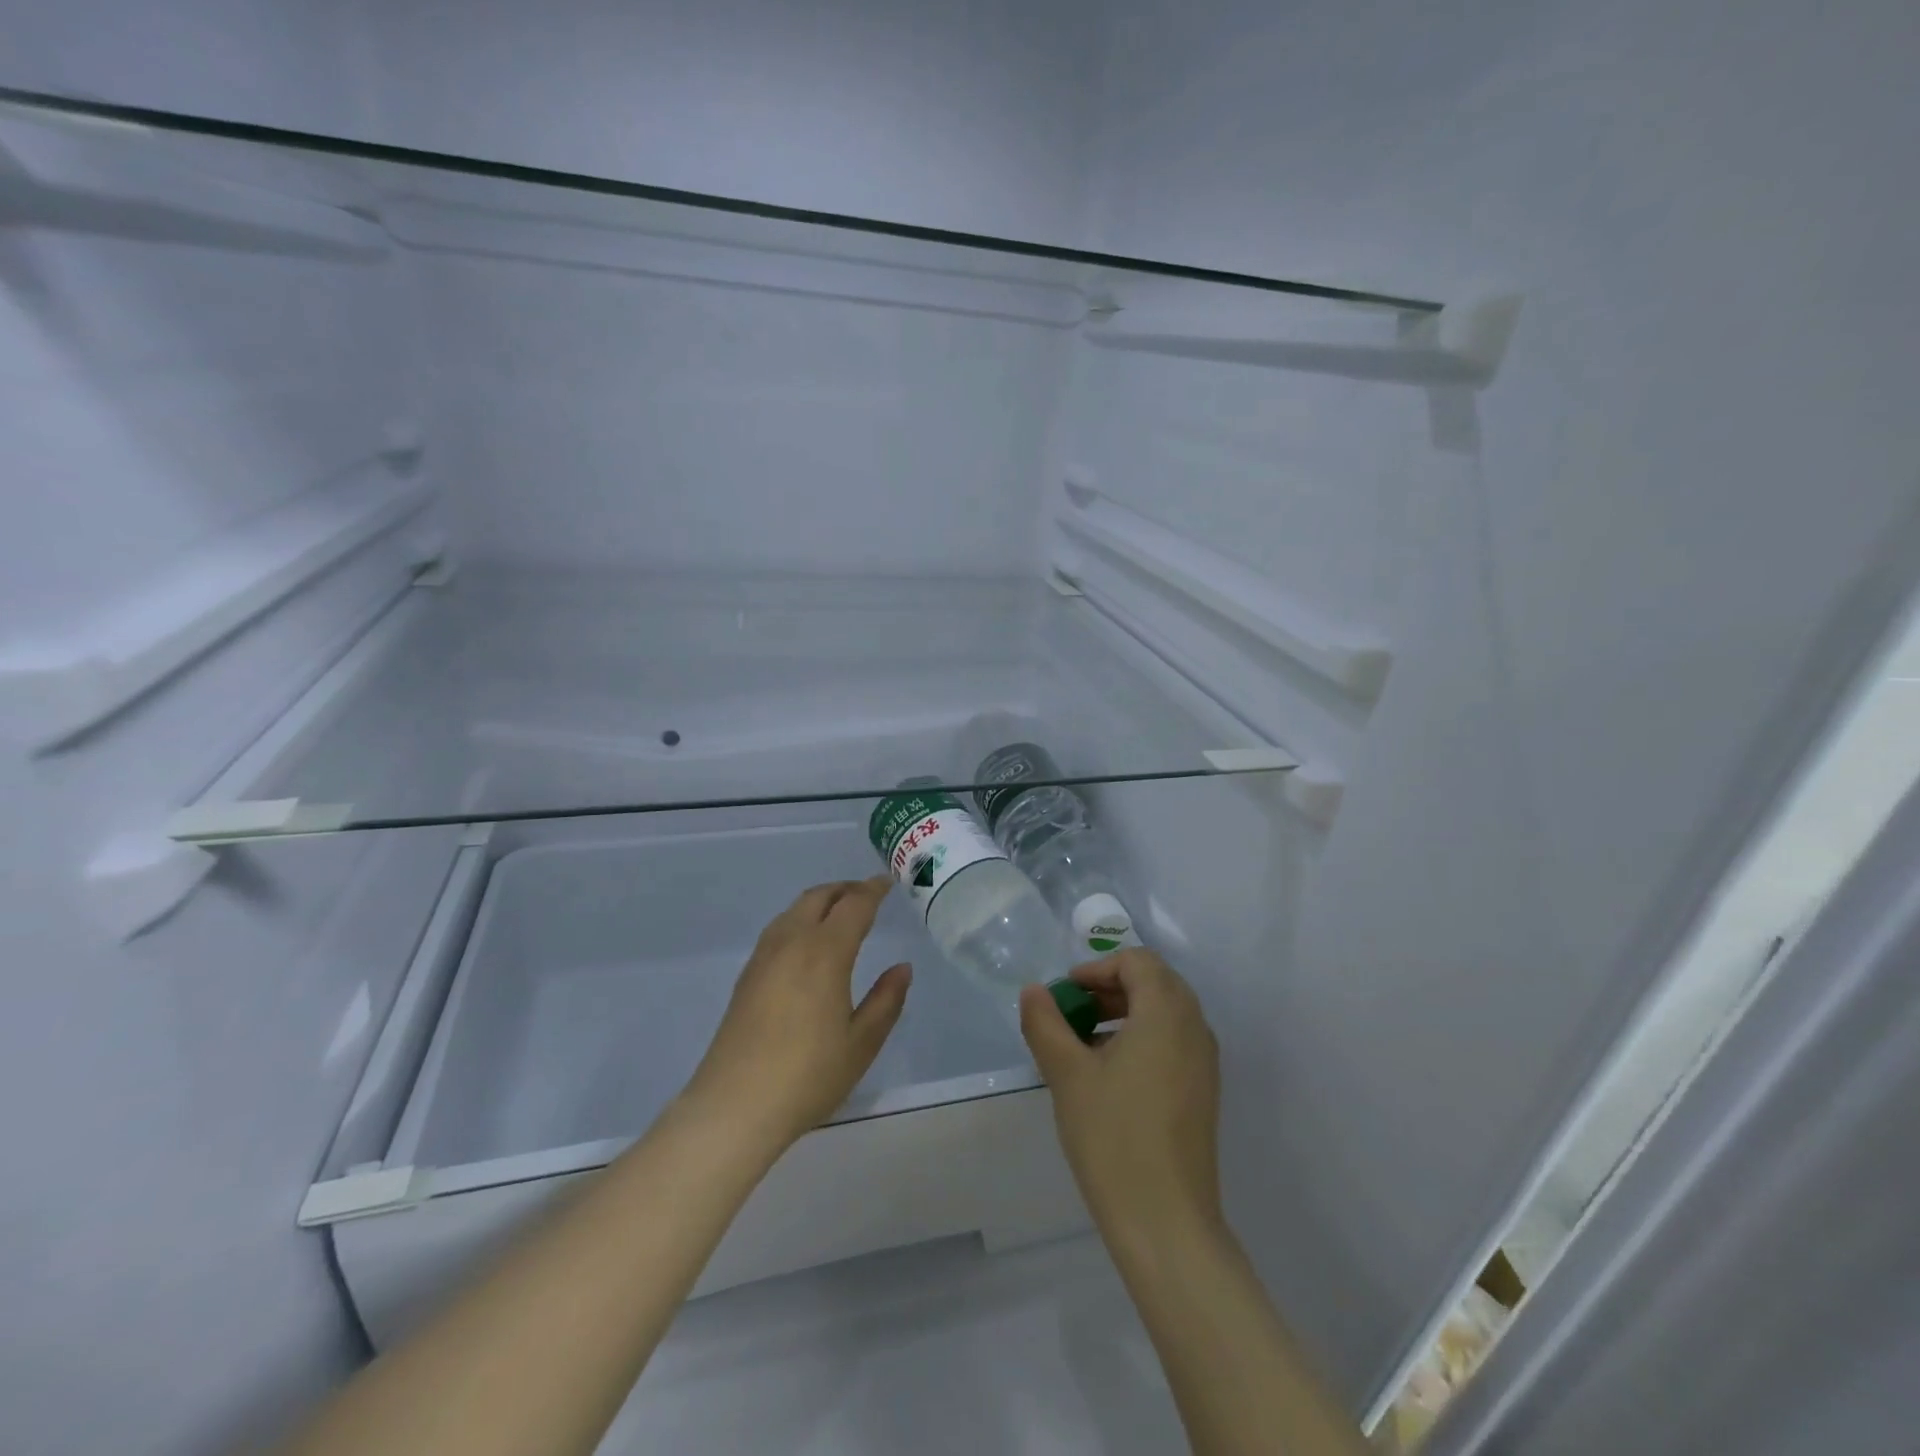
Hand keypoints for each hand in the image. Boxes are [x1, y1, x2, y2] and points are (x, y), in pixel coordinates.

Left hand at [684, 878, 910, 1151]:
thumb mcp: (861, 1043)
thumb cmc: (807, 1075)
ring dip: (820, 902)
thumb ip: (886, 1000)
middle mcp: (791, 943)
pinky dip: (800, 919)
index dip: (873, 890)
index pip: (854, 905)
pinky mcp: (747, 975)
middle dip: (845, 889)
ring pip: (794, 910)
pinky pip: (779, 928)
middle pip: (819, 897)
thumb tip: (902, 967)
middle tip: (866, 894)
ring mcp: (764, 957)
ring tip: (839, 914)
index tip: (887, 883)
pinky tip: (807, 943)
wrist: (734, 1106)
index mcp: (824, 952)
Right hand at [1019, 949, 1221, 1245]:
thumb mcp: (1067, 1074)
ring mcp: (1204, 1062)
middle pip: (1155, 982)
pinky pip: (1173, 1041)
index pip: (1137, 961)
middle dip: (1111, 987)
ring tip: (1084, 1042)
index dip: (1097, 968)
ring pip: (1165, 1012)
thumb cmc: (1114, 1137)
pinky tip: (1110, 1074)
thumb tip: (1034, 991)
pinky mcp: (1204, 1092)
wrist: (1166, 1223)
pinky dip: (1142, 1037)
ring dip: (1125, 1012)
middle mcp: (1194, 1027)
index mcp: (1167, 1013)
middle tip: (1074, 1011)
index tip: (1066, 994)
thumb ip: (1045, 1023)